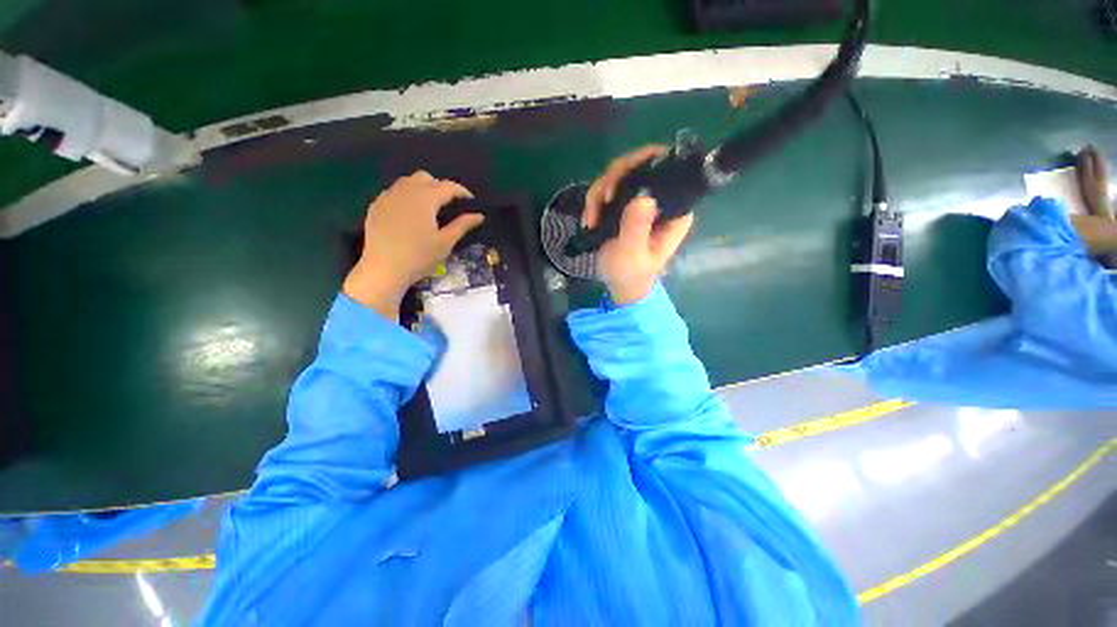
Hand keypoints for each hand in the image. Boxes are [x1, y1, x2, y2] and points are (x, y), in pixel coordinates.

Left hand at [344, 171, 483, 319]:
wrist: (383, 269)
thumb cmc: (419, 257)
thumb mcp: (445, 242)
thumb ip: (462, 225)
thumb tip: (479, 216)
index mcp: (425, 198)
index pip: (448, 186)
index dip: (462, 191)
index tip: (471, 201)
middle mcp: (405, 191)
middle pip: (425, 178)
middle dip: (439, 186)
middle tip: (448, 205)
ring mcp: (387, 197)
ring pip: (407, 181)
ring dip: (421, 189)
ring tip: (429, 208)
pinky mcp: (376, 206)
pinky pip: (393, 192)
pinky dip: (405, 196)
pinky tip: (409, 214)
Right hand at [584, 145, 694, 304]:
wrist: (620, 284)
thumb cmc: (632, 274)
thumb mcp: (633, 254)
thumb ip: (636, 228)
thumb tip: (643, 198)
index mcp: (674, 210)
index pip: (666, 168)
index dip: (642, 164)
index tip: (617, 182)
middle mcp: (661, 199)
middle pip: (638, 165)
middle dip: (613, 180)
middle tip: (601, 201)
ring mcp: (642, 201)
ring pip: (619, 174)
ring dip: (599, 193)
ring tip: (591, 218)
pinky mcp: (626, 205)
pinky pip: (608, 189)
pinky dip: (594, 201)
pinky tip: (589, 220)